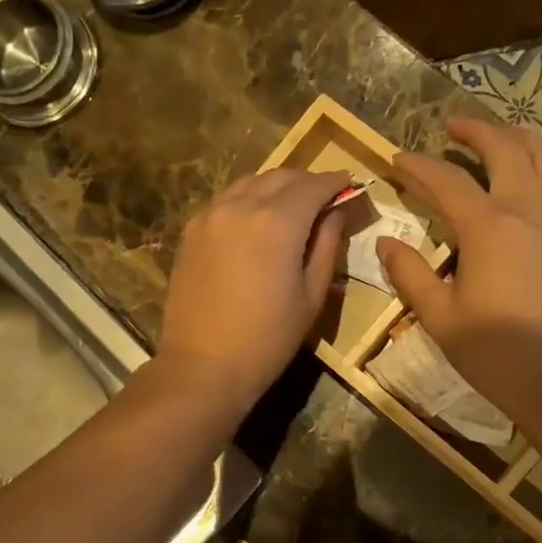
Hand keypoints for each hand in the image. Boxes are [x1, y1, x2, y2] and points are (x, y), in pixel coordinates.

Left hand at [156, 168, 351, 419]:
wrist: (204, 366)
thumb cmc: (268, 338)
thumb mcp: (311, 296)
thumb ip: (327, 245)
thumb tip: (335, 213)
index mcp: (276, 221)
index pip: (313, 185)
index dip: (336, 182)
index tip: (350, 185)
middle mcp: (240, 206)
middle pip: (281, 176)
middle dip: (306, 182)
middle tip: (325, 198)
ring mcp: (209, 215)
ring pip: (250, 183)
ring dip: (276, 187)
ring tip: (291, 207)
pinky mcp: (190, 231)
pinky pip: (225, 201)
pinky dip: (247, 200)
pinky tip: (256, 221)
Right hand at [378, 119, 541, 427]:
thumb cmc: (494, 351)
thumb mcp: (439, 316)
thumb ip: (411, 274)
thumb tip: (387, 242)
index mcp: (489, 227)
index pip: (447, 181)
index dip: (418, 166)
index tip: (397, 158)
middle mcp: (530, 209)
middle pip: (506, 148)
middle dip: (476, 130)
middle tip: (453, 126)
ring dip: (521, 137)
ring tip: (503, 136)